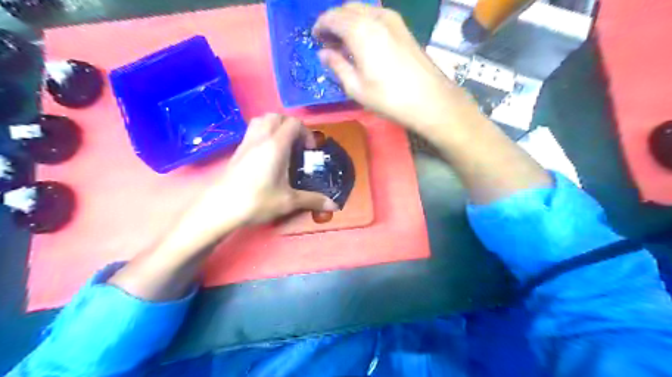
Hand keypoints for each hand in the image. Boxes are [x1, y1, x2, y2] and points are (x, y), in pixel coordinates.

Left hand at [183, 114, 337, 238]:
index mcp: (276, 145)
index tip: (309, 150)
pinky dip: (264, 133)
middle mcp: (260, 138)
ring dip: (276, 126)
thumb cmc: (257, 201)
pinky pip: (253, 130)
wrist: (220, 208)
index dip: (306, 133)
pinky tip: (267, 154)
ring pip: (262, 119)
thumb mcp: (288, 201)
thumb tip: (334, 205)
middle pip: (277, 116)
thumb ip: (313, 200)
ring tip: (283, 145)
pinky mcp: (237, 150)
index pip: (293, 123)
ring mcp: (246, 142)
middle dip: (291, 126)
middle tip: (298, 145)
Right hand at [312, 3, 474, 135]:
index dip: (320, 26)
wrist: (429, 99)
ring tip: (345, 43)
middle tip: (329, 42)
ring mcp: (392, 19)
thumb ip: (337, 66)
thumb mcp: (356, 87)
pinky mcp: (403, 26)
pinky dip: (364, 22)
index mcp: (360, 30)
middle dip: (334, 21)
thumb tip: (324, 53)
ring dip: (349, 21)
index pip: (332, 17)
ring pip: (362, 9)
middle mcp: (376, 16)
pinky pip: (376, 15)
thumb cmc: (389, 97)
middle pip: (347, 8)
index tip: (315, 38)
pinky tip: (364, 42)